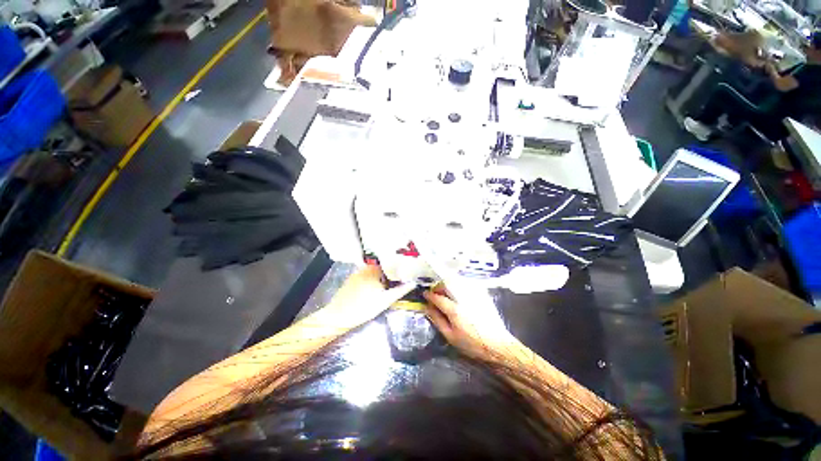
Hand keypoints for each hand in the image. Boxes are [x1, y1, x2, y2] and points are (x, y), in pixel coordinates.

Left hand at [312, 265, 415, 329]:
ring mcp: (358, 272)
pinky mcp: (352, 278)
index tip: (407, 275)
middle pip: (384, 267)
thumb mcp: (385, 300)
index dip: (401, 270)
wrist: (338, 316)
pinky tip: (376, 288)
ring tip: (390, 285)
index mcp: (375, 269)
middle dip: (392, 274)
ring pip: (376, 271)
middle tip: (400, 282)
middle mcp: (366, 267)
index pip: (393, 264)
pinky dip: (374, 279)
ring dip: (383, 277)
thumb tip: (414, 283)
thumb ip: (401, 290)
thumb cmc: (364, 308)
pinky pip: (367, 275)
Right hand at [423, 288, 520, 358]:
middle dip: (438, 287)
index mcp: (455, 310)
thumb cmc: (472, 344)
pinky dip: (458, 285)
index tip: (425, 294)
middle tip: (436, 294)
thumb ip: (437, 320)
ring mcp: (474, 294)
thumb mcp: (450, 336)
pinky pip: (466, 284)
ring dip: (448, 285)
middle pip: (447, 284)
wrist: (497, 345)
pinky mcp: (482, 294)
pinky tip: (458, 294)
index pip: (438, 297)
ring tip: (446, 293)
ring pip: (456, 281)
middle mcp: (464, 298)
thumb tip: (427, 308)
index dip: (430, 295)